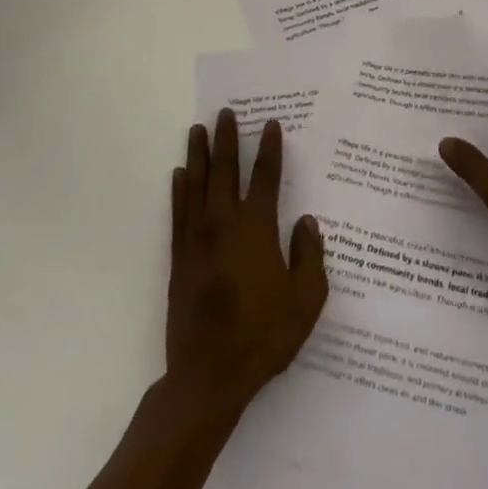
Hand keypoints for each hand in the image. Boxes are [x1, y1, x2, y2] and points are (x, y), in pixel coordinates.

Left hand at [167, 110, 328, 413]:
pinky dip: (179, 190)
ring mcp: (197, 240)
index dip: (269, 149)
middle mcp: (224, 224)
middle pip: (225, 171)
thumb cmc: (264, 335)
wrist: (209, 376)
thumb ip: (309, 254)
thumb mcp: (306, 299)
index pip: (265, 177)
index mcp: (257, 229)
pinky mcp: (179, 259)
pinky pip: (178, 213)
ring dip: (199, 155)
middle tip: (225, 113)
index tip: (270, 124)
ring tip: (197, 129)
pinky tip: (179, 175)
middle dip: (227, 139)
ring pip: (197, 185)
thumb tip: (305, 221)